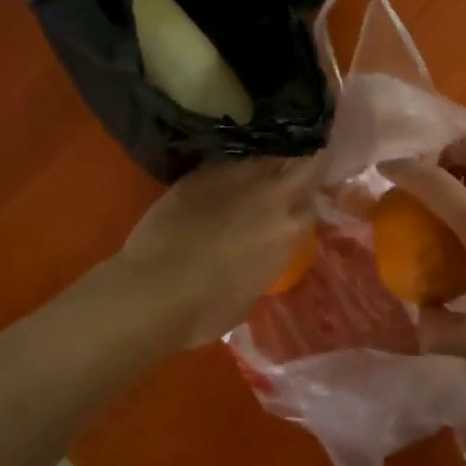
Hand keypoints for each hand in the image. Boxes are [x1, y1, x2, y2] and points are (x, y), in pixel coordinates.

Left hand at [106, 156, 320, 347]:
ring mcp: (235, 176)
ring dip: (266, 164)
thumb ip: (268, 258)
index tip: (304, 202)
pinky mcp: (201, 172)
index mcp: (288, 228)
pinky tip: (222, 183)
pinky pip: (228, 162)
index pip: (313, 201)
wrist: (152, 291)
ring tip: (257, 176)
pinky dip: (231, 170)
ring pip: (264, 156)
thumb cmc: (207, 309)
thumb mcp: (255, 289)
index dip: (309, 200)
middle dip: (303, 164)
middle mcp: (269, 194)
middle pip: (301, 161)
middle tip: (295, 172)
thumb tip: (262, 249)